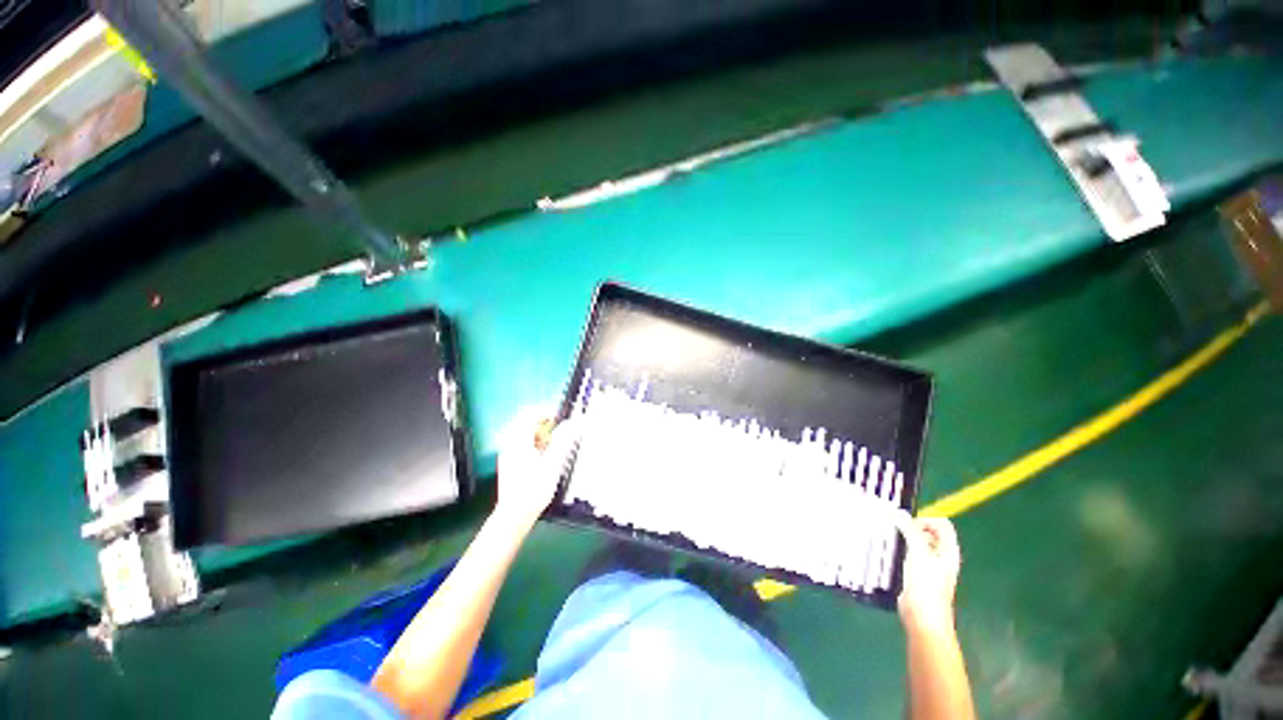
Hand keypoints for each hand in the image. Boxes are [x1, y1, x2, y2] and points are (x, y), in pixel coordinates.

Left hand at [495, 406, 580, 526]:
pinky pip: (522, 445)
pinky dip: (534, 446)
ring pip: (525, 434)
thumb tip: (574, 422)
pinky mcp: (508, 462)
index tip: (561, 420)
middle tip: (559, 437)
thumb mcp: (552, 463)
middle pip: (527, 422)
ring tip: (553, 450)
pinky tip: (543, 460)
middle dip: (545, 426)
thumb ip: (563, 440)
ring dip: (541, 436)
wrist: (514, 516)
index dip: (546, 412)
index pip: (530, 413)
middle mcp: (509, 442)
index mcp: (518, 440)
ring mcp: (507, 453)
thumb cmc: (533, 489)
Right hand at [894, 513, 961, 632]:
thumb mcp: (918, 554)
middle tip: (895, 530)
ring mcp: (930, 565)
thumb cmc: (926, 585)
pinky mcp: (917, 573)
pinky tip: (888, 552)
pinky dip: (900, 549)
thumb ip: (910, 531)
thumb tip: (897, 512)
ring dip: (903, 538)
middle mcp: (941, 555)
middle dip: (911, 527)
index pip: (941, 524)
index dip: (925, 520)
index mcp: (948, 550)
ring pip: (916, 542)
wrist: (922, 618)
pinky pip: (909, 553)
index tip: (907, 524)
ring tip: (889, 539)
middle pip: (928, 532)